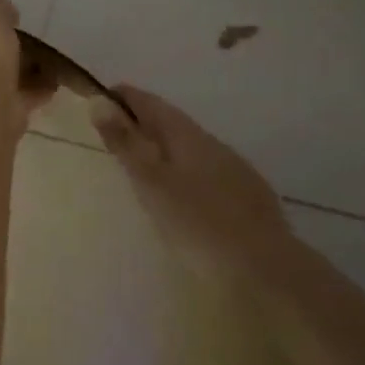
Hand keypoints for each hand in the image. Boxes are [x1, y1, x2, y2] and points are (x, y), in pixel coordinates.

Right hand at [91, 85, 298, 274]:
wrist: (265, 269)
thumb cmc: (196, 224)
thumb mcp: (151, 183)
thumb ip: (126, 143)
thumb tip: (99, 101)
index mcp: (187, 136)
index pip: (152, 104)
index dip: (126, 97)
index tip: (103, 95)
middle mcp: (214, 144)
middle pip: (174, 123)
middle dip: (146, 121)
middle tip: (120, 128)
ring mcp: (236, 169)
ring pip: (193, 147)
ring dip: (168, 146)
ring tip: (147, 160)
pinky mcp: (249, 195)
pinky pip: (209, 170)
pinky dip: (187, 169)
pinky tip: (187, 190)